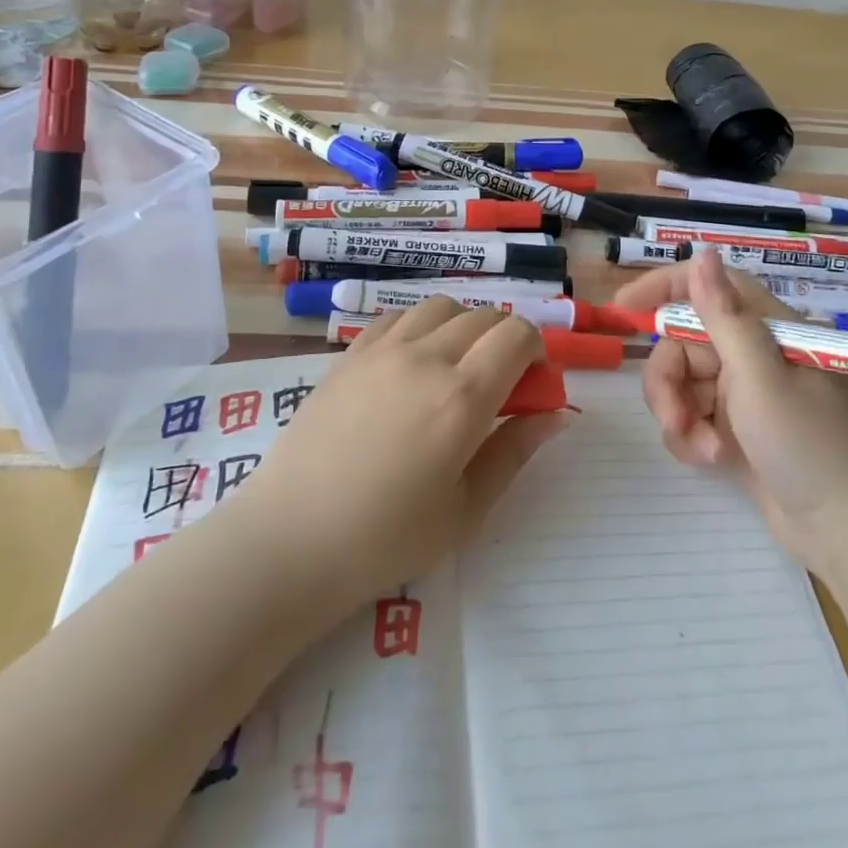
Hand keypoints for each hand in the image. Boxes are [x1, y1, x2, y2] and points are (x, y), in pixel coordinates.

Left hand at [240, 298, 570, 611]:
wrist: (291, 539)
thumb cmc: (386, 539)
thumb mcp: (466, 510)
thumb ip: (515, 452)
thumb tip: (557, 415)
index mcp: (462, 396)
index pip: (517, 335)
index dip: (536, 350)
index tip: (531, 384)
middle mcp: (426, 357)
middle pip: (484, 316)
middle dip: (505, 340)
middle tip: (497, 385)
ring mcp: (382, 350)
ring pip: (442, 307)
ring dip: (463, 327)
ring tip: (453, 369)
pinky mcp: (349, 354)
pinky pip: (398, 317)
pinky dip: (419, 328)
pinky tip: (410, 365)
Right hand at [615, 250, 847, 567]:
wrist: (846, 532)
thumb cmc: (808, 443)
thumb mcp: (760, 376)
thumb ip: (724, 316)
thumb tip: (703, 252)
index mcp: (764, 329)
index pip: (707, 287)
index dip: (663, 288)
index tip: (623, 310)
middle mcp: (750, 354)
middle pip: (681, 344)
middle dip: (667, 382)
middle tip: (674, 418)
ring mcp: (742, 394)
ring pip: (680, 384)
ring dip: (679, 416)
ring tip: (704, 450)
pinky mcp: (734, 429)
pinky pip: (690, 417)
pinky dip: (690, 437)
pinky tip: (710, 461)